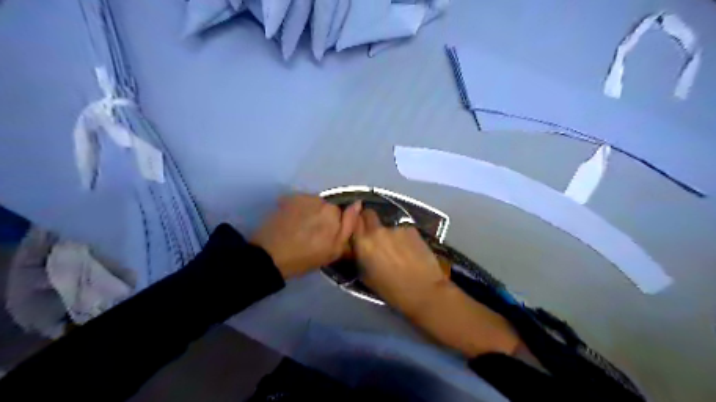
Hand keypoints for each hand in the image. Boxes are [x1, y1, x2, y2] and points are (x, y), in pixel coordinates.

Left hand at [253, 194, 364, 279]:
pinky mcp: (289, 198)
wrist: (269, 256)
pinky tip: (291, 222)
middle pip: (328, 207)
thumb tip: (358, 204)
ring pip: (315, 204)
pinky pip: (302, 201)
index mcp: (333, 214)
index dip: (335, 226)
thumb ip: (348, 226)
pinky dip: (299, 209)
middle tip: (312, 235)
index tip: (325, 238)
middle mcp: (320, 201)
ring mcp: (303, 198)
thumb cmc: (305, 258)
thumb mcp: (333, 250)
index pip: (343, 214)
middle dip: (323, 218)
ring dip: (311, 213)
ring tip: (299, 228)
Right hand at [351, 208, 444, 315]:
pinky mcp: (412, 229)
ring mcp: (396, 228)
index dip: (356, 224)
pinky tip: (411, 250)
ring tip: (398, 249)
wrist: (424, 290)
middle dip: (370, 221)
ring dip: (389, 233)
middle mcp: (377, 231)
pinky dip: (404, 237)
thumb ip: (361, 257)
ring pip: (388, 225)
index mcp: (363, 244)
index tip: (359, 229)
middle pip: (369, 214)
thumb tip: (360, 249)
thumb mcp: (367, 278)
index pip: (353, 221)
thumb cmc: (392, 290)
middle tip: (375, 235)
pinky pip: (403, 230)